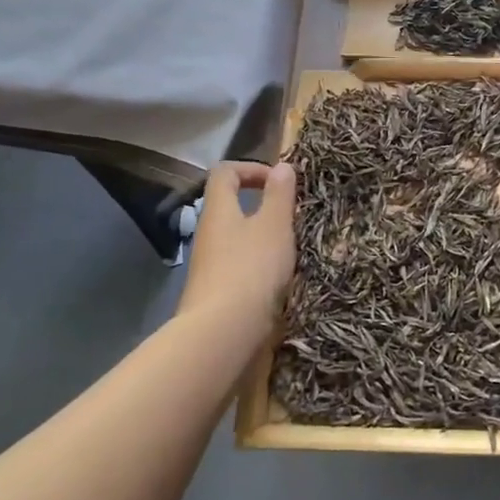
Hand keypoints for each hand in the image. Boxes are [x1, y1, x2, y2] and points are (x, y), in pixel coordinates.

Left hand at [178, 162, 295, 346]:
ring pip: (237, 239)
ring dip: (263, 239)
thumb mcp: (274, 225)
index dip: (251, 168)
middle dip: (262, 207)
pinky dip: (259, 266)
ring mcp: (209, 266)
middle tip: (292, 218)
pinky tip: (279, 281)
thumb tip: (282, 166)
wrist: (222, 334)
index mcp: (219, 210)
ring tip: (291, 251)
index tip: (279, 182)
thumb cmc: (251, 269)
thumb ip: (280, 195)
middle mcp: (208, 234)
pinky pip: (239, 267)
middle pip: (230, 206)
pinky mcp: (216, 293)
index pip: (225, 173)